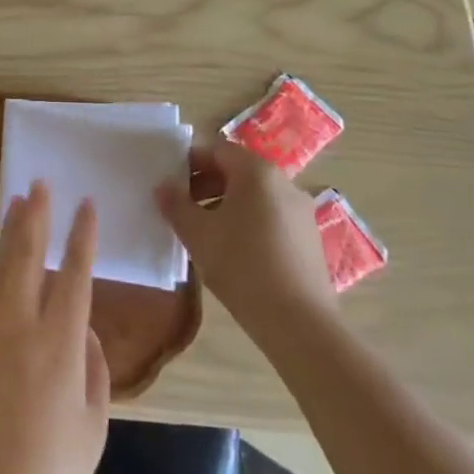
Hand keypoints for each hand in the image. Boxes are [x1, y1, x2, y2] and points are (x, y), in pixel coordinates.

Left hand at [0, 184, 109, 473]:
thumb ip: (95, 371)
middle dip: (37, 217)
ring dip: (8, 233)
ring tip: (15, 203)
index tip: (86, 205)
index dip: (82, 237)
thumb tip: (85, 331)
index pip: (75, 275)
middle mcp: (22, 326)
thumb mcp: (93, 427)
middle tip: (39, 184)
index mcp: (61, 343)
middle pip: (29, 257)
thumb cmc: (50, 473)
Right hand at [157, 139, 335, 335]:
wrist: (299, 323)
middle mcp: (284, 183)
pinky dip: (248, 223)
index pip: (217, 150)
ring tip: (203, 232)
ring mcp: (301, 212)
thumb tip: (163, 187)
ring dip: (225, 205)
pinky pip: (271, 217)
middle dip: (206, 184)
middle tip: (181, 207)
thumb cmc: (242, 266)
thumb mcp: (198, 234)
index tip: (170, 181)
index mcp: (257, 172)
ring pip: (255, 196)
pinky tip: (233, 252)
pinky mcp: (309, 239)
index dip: (190, 161)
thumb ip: (176, 205)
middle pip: (238, 171)